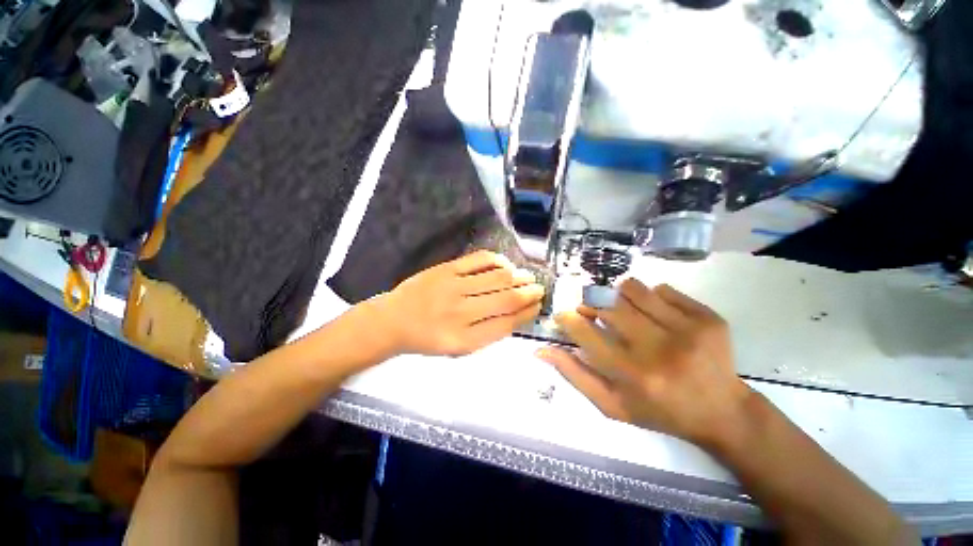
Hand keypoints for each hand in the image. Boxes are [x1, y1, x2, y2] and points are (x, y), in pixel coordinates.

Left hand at [378, 250, 544, 355]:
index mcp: (465, 340)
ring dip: (518, 276)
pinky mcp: (446, 269)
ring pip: (497, 278)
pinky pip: (479, 260)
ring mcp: (453, 288)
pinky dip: (498, 261)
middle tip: (539, 288)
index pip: (507, 324)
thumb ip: (487, 333)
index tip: (538, 306)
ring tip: (528, 276)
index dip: (527, 313)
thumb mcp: (458, 348)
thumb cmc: (427, 338)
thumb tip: (516, 315)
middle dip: (529, 293)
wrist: (393, 320)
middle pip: (506, 299)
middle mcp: (461, 313)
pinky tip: (506, 264)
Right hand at [536, 279, 751, 447]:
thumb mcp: (610, 404)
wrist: (722, 411)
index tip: (564, 315)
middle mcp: (660, 350)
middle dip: (592, 304)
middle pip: (608, 306)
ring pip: (633, 290)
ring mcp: (689, 330)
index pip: (586, 333)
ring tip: (622, 310)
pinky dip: (650, 297)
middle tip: (592, 311)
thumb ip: (574, 375)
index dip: (568, 319)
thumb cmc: (659, 411)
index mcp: (634, 376)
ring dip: (618, 296)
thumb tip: (540, 350)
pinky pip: (663, 290)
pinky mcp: (708, 318)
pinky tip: (654, 314)